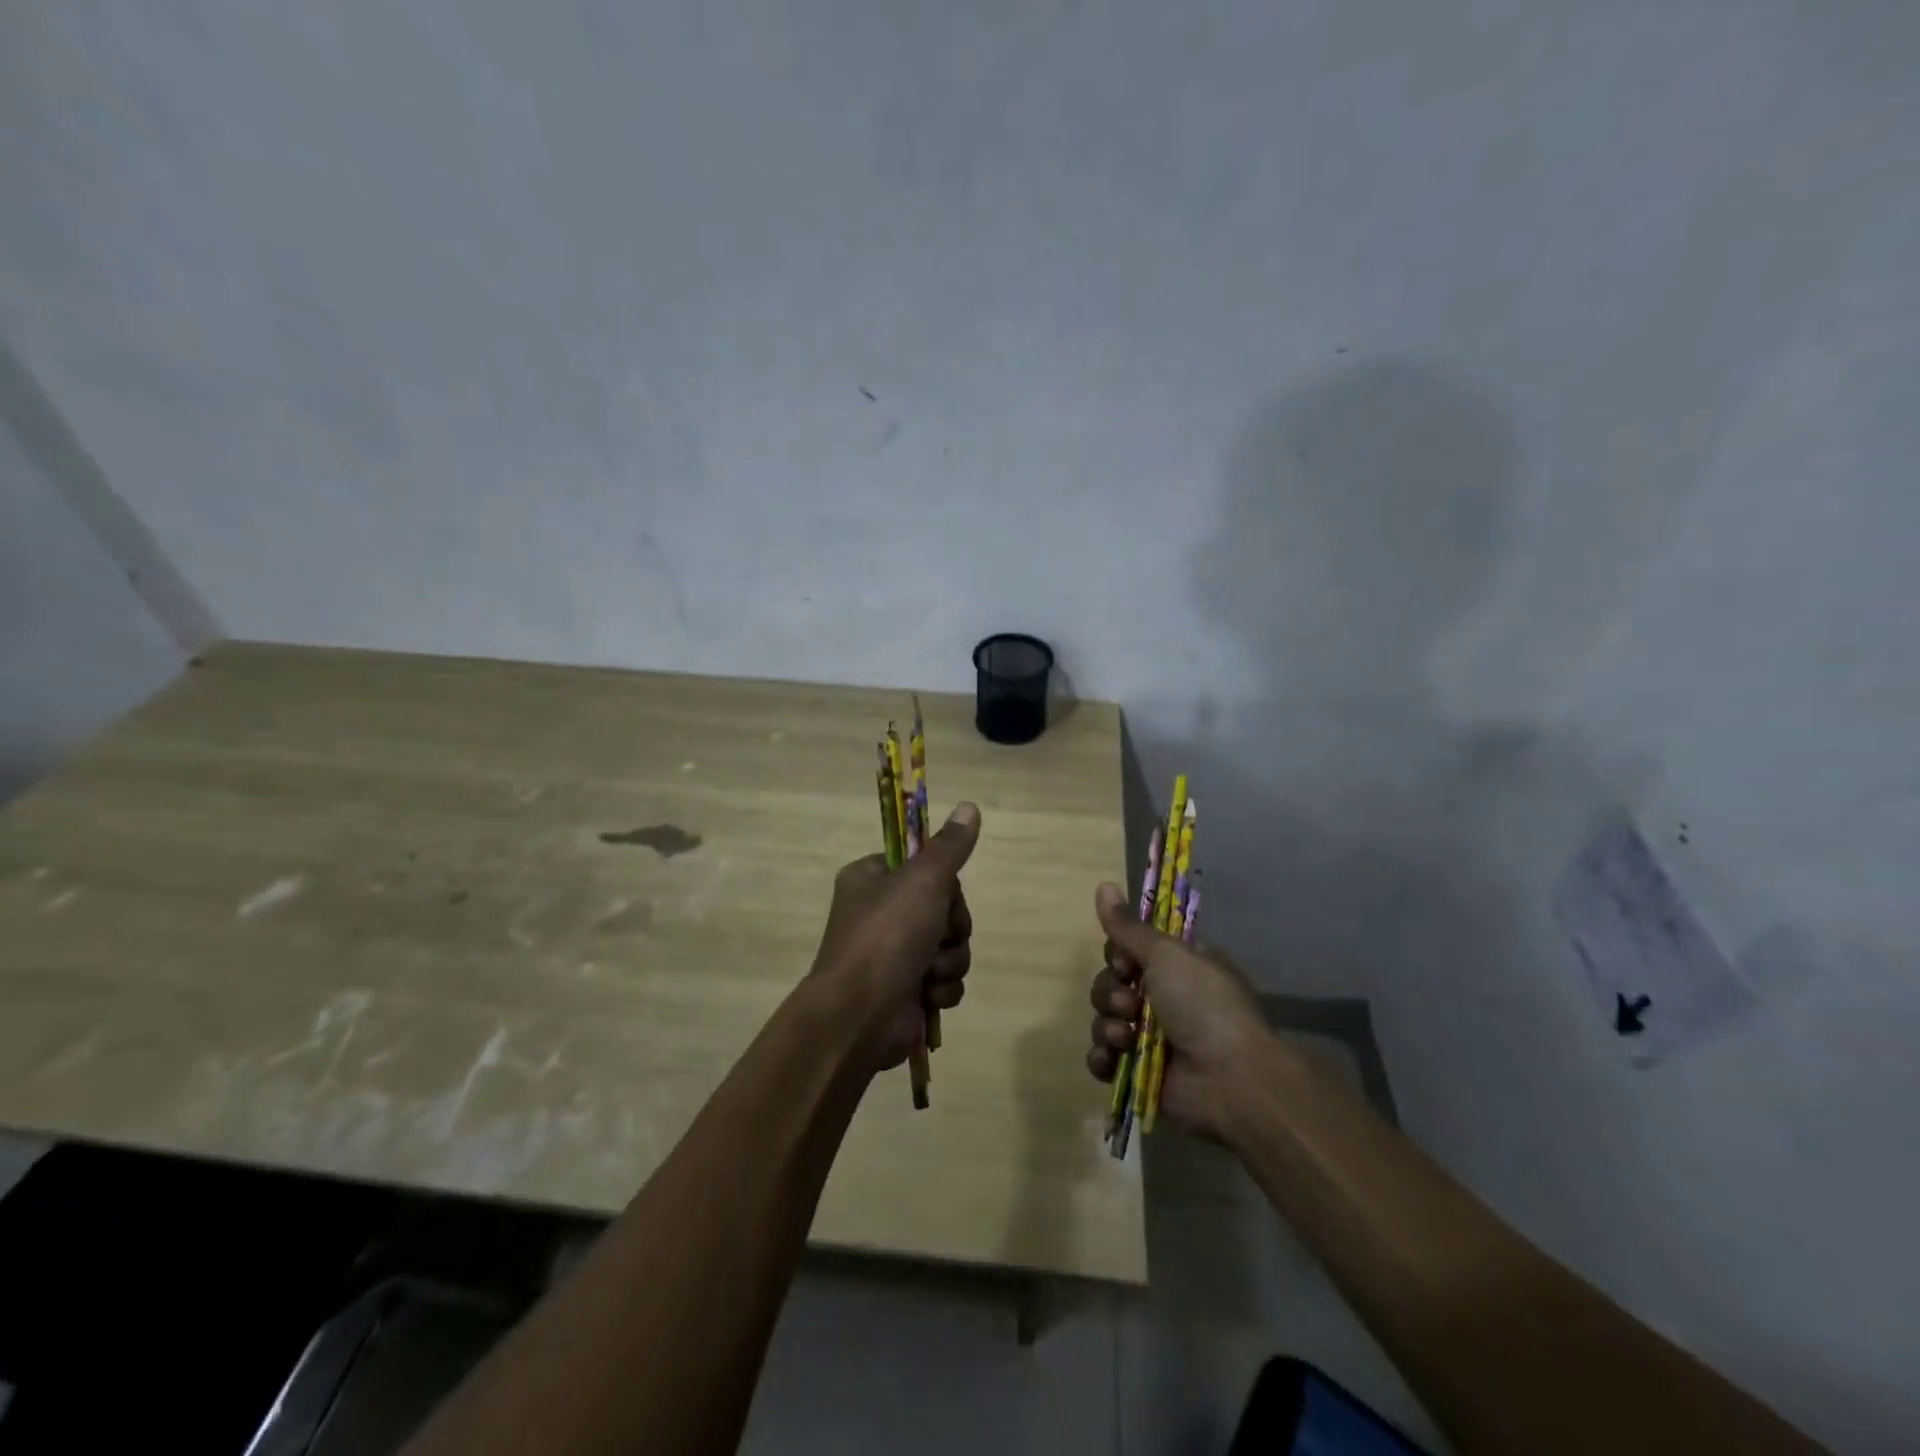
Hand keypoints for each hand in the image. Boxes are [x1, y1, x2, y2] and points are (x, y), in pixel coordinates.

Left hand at [809, 803, 980, 1072]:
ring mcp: (892, 954)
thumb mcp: (924, 880)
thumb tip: (970, 806)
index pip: (926, 866)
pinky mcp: (906, 991)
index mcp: (872, 878)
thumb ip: (950, 846)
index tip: (944, 892)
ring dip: (948, 961)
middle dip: (951, 928)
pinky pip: (944, 980)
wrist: (859, 1016)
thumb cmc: (887, 936)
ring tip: (927, 972)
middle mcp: (880, 913)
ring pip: (950, 946)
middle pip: (945, 908)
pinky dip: (941, 988)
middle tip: (937, 936)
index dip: (945, 883)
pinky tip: (927, 996)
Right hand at [1086, 881, 1269, 1139]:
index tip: (1126, 961)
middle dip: (1111, 992)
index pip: (1130, 949)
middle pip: (1112, 982)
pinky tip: (1112, 1059)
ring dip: (1108, 1025)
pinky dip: (1103, 1057)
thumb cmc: (1203, 1005)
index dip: (1119, 954)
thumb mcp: (1166, 955)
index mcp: (1177, 967)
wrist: (1230, 1079)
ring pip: (1105, 1019)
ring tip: (1126, 1037)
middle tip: (1130, 1003)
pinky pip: (1104, 1057)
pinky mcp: (1140, 1073)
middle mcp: (1165, 998)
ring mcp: (1151, 1038)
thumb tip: (1103, 883)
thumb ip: (1129, 927)